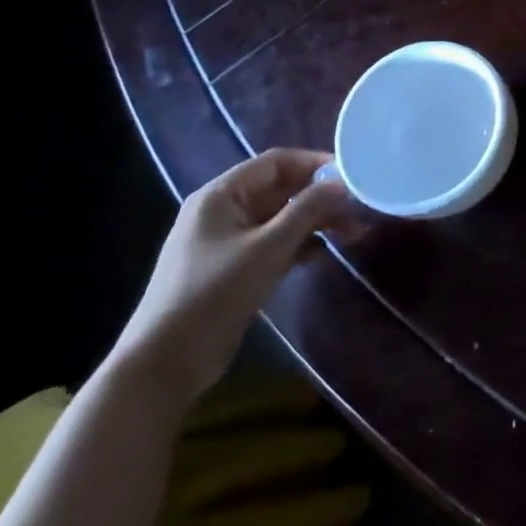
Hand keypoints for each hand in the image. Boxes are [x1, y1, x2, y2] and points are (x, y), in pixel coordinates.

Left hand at [110, 148, 347, 400]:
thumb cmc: (214, 294)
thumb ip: (308, 211)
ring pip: (280, 218)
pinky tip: (323, 255)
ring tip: (353, 233)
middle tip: (360, 209)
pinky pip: (273, 243)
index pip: (277, 162)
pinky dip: (299, 244)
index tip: (353, 175)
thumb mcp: (268, 249)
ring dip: (315, 222)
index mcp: (221, 195)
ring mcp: (226, 240)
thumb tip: (343, 183)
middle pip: (281, 189)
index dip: (316, 163)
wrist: (165, 363)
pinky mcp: (232, 268)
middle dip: (321, 197)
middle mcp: (222, 210)